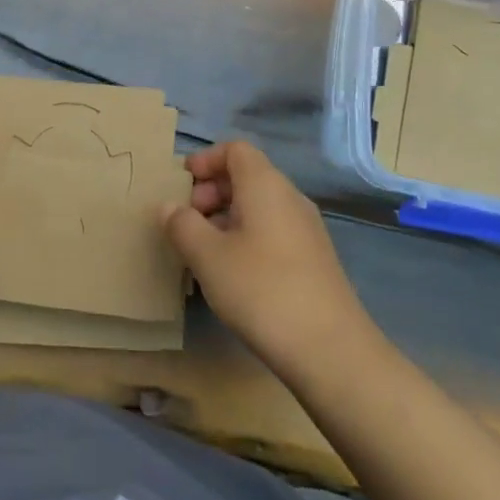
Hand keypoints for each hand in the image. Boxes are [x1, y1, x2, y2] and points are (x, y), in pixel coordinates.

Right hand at [162, 141, 367, 375]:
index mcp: (265, 185)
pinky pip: (272, 230)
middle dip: (211, 191)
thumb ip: (182, 224)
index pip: (235, 149)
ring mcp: (306, 229)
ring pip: (259, 206)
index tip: (181, 185)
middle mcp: (290, 198)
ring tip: (202, 251)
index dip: (205, 160)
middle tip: (186, 222)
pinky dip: (245, 237)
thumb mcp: (207, 256)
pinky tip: (231, 273)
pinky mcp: (313, 259)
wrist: (330, 349)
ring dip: (226, 217)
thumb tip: (169, 206)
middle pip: (247, 176)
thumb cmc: (261, 290)